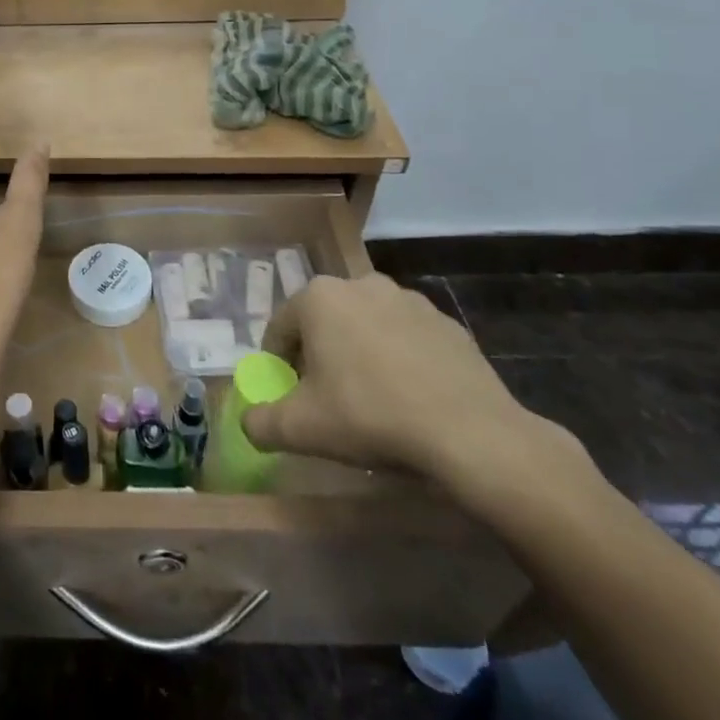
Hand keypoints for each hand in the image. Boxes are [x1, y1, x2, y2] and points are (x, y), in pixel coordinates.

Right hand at [242, 275, 585, 496]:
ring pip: (366, 327)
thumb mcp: (301, 428)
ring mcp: (408, 300)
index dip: (279, 364)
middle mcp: (360, 284)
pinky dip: (400, 361)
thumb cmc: (370, 416)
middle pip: (324, 323)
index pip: (280, 328)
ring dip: (361, 355)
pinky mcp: (447, 323)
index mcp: (318, 298)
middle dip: (320, 356)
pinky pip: (408, 339)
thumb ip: (260, 423)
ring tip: (373, 401)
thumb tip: (248, 422)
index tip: (290, 397)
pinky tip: (411, 399)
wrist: (471, 434)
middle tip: (328, 400)